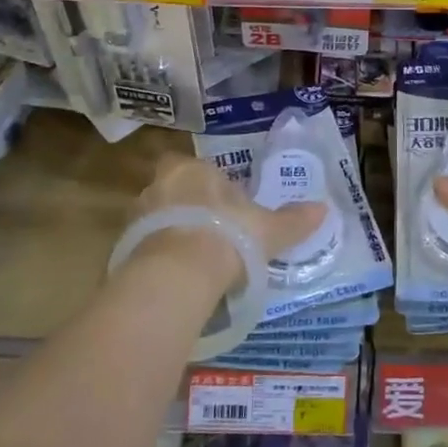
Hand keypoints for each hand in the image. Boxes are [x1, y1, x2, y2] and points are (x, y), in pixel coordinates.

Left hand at [130, 152, 328, 292]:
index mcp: (193, 169)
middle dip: (186, 207)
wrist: (178, 274)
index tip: (222, 207)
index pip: (197, 168)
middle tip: (207, 232)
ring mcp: (137, 216)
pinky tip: (175, 278)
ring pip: (155, 219)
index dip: (208, 186)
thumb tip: (324, 209)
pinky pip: (144, 248)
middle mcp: (160, 184)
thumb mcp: (269, 229)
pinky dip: (157, 258)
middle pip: (172, 190)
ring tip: (192, 260)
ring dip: (169, 233)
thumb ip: (293, 220)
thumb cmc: (227, 236)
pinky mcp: (123, 248)